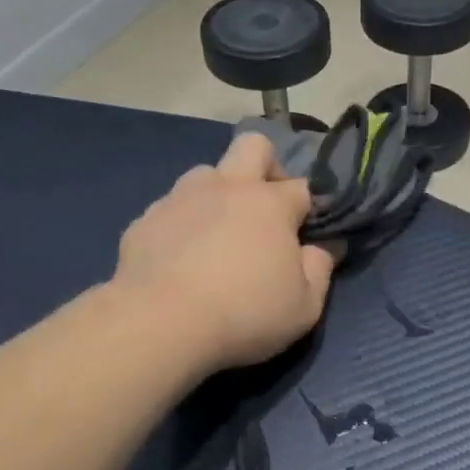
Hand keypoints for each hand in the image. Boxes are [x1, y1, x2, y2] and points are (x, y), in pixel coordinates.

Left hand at [114, 134, 335, 372]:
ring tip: (218, 236)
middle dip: (267, 167)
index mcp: (270, 203)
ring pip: (206, 174)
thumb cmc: (244, 313)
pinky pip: (171, 209)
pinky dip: (183, 225)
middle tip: (266, 209)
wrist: (158, 324)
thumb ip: (320, 269)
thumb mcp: (304, 305)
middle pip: (253, 145)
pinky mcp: (145, 220)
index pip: (302, 186)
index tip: (306, 236)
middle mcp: (227, 187)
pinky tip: (180, 260)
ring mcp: (181, 198)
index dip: (308, 208)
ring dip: (219, 194)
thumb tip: (324, 247)